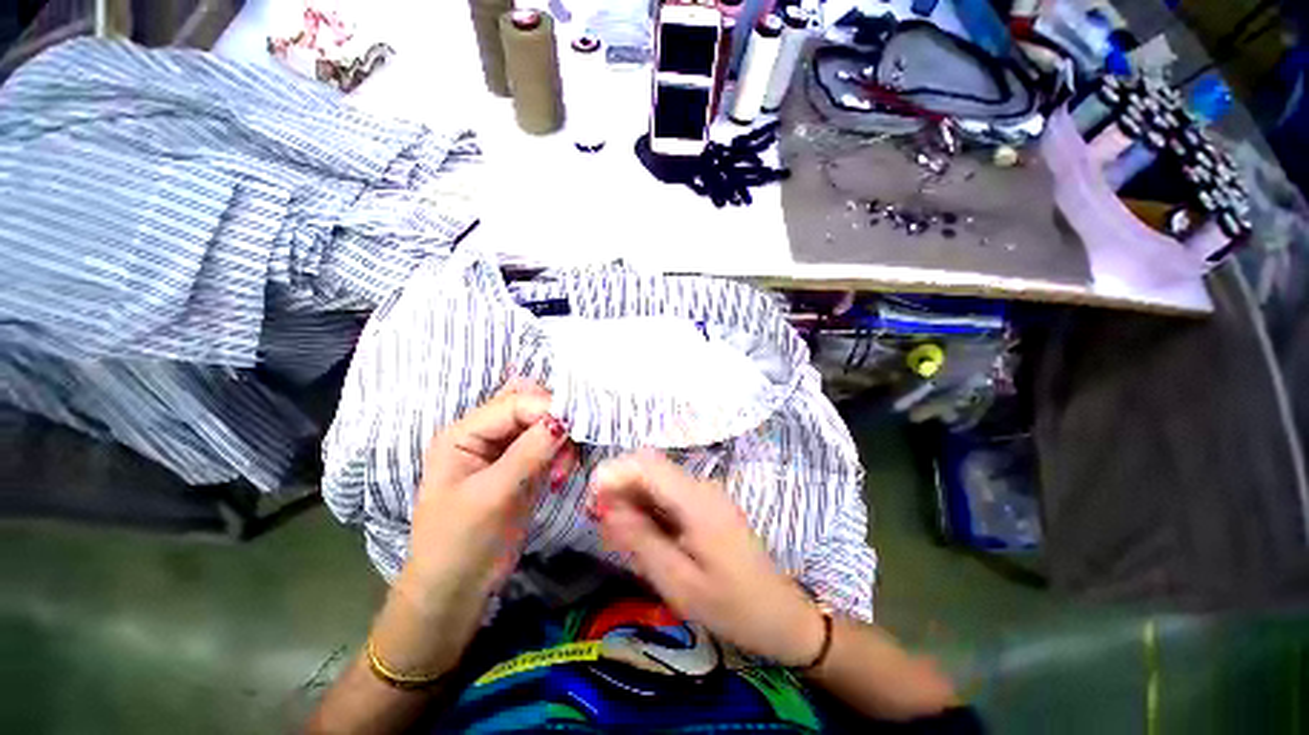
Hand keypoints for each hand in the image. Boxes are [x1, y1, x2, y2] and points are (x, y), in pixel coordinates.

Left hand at [374, 379, 576, 675]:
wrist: (455, 592)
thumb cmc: (460, 543)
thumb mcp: (492, 496)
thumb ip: (528, 453)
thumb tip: (564, 419)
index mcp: (463, 433)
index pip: (514, 402)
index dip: (547, 409)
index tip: (576, 428)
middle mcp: (485, 435)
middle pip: (529, 405)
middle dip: (554, 421)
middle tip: (568, 450)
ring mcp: (505, 451)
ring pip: (543, 424)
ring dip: (560, 440)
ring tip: (560, 474)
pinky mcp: (522, 467)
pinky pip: (549, 446)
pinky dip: (561, 453)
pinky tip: (559, 476)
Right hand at [589, 449, 824, 666]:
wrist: (780, 615)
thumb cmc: (732, 606)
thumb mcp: (679, 583)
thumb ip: (641, 541)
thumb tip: (607, 509)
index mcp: (696, 500)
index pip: (647, 464)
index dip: (614, 473)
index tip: (591, 500)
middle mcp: (700, 486)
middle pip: (650, 467)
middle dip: (619, 485)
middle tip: (599, 519)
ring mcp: (705, 494)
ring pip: (657, 480)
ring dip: (631, 497)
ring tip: (615, 532)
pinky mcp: (705, 505)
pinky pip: (668, 495)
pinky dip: (647, 507)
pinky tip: (639, 533)